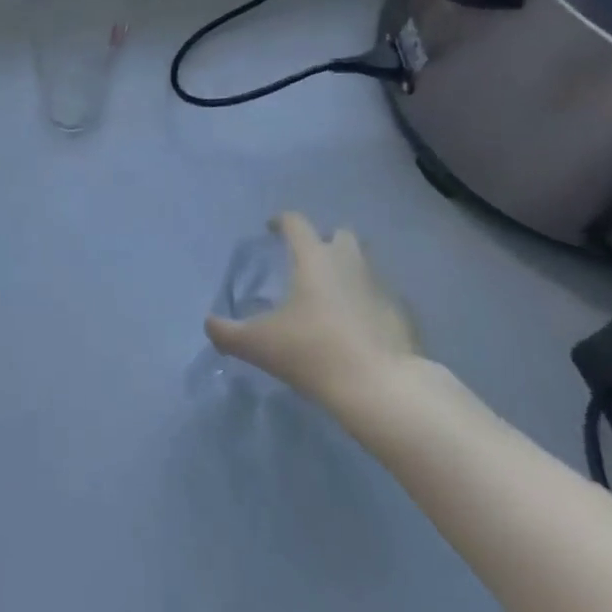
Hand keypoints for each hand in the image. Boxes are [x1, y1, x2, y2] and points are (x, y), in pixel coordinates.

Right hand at [205, 212, 419, 429]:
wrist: (382, 389)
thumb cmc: (313, 352)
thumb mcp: (259, 345)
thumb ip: (228, 333)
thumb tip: (209, 325)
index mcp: (314, 257)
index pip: (296, 223)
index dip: (281, 222)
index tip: (271, 230)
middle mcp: (349, 262)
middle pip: (339, 235)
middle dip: (324, 242)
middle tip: (308, 263)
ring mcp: (381, 286)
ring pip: (364, 264)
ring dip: (348, 271)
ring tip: (331, 296)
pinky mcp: (402, 315)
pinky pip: (380, 298)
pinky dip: (368, 304)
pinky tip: (357, 328)